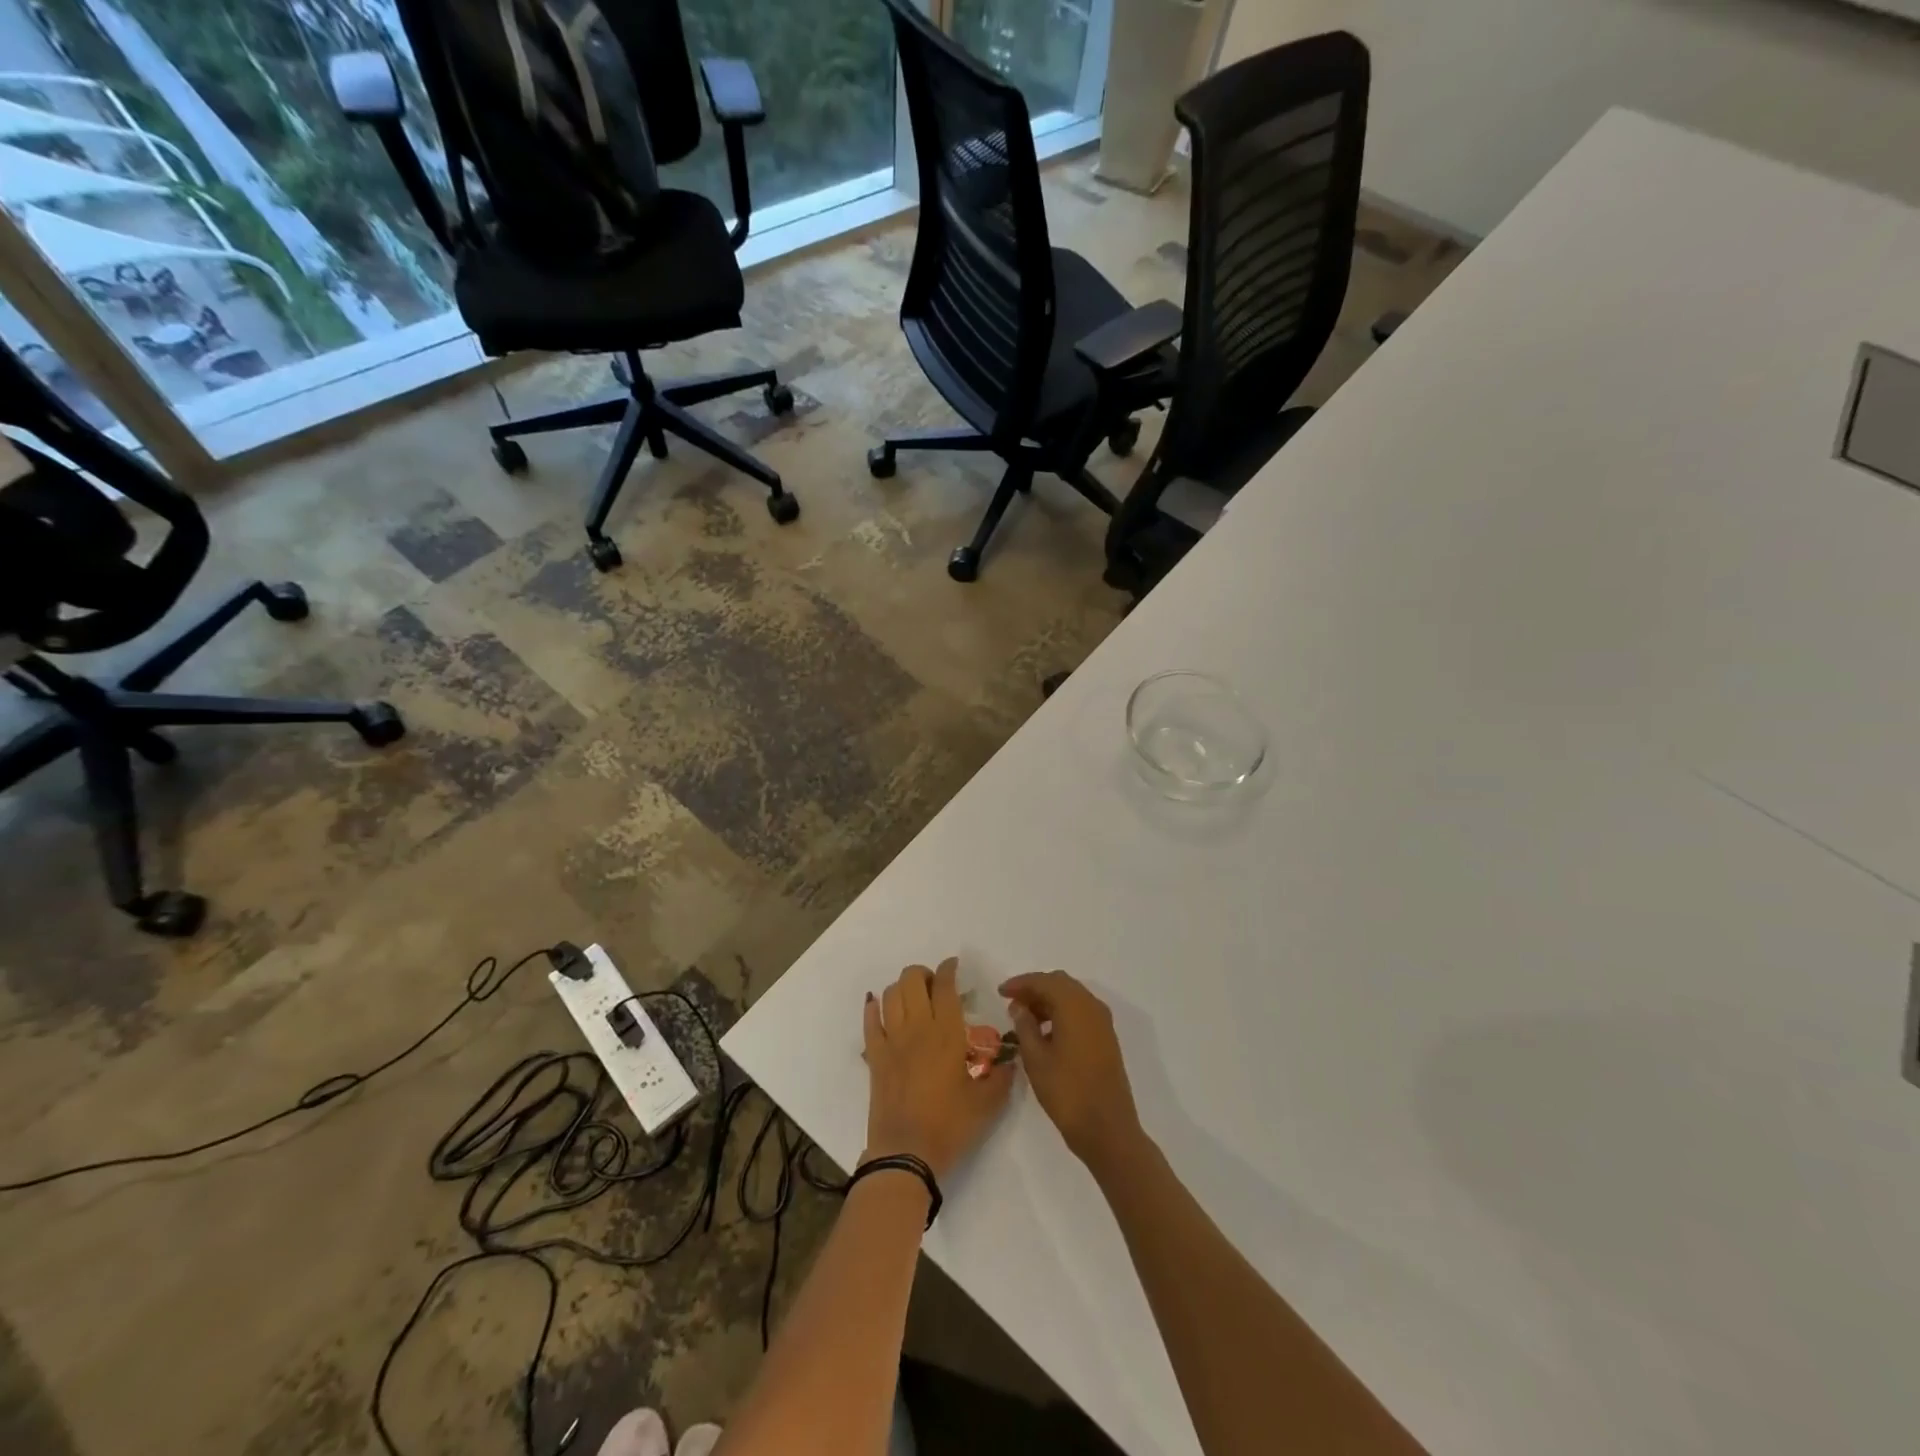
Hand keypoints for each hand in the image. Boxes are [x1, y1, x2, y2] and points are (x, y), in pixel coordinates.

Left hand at [864, 958, 1012, 1179]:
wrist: (906, 1154)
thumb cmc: (950, 1125)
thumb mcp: (987, 1104)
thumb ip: (1001, 1077)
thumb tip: (1011, 1062)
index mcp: (947, 1033)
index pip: (945, 986)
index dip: (948, 969)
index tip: (953, 965)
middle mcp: (917, 1027)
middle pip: (912, 979)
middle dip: (924, 974)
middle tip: (935, 986)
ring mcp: (892, 1040)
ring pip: (890, 993)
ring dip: (902, 987)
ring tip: (913, 996)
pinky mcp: (874, 1056)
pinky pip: (870, 1021)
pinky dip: (874, 1008)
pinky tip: (879, 1006)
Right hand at [999, 970, 1144, 1175]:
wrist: (1108, 1129)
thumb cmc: (1067, 1092)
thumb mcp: (1036, 1059)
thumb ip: (1025, 1026)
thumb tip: (1019, 1006)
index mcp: (1074, 1006)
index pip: (1044, 981)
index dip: (1020, 983)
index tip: (1000, 992)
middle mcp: (1092, 1006)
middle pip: (1060, 984)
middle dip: (1035, 989)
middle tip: (1012, 1003)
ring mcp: (1102, 1022)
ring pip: (1072, 997)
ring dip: (1049, 1001)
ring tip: (1025, 1020)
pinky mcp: (1106, 1038)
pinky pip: (1081, 1012)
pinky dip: (1062, 1013)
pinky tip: (1046, 1033)